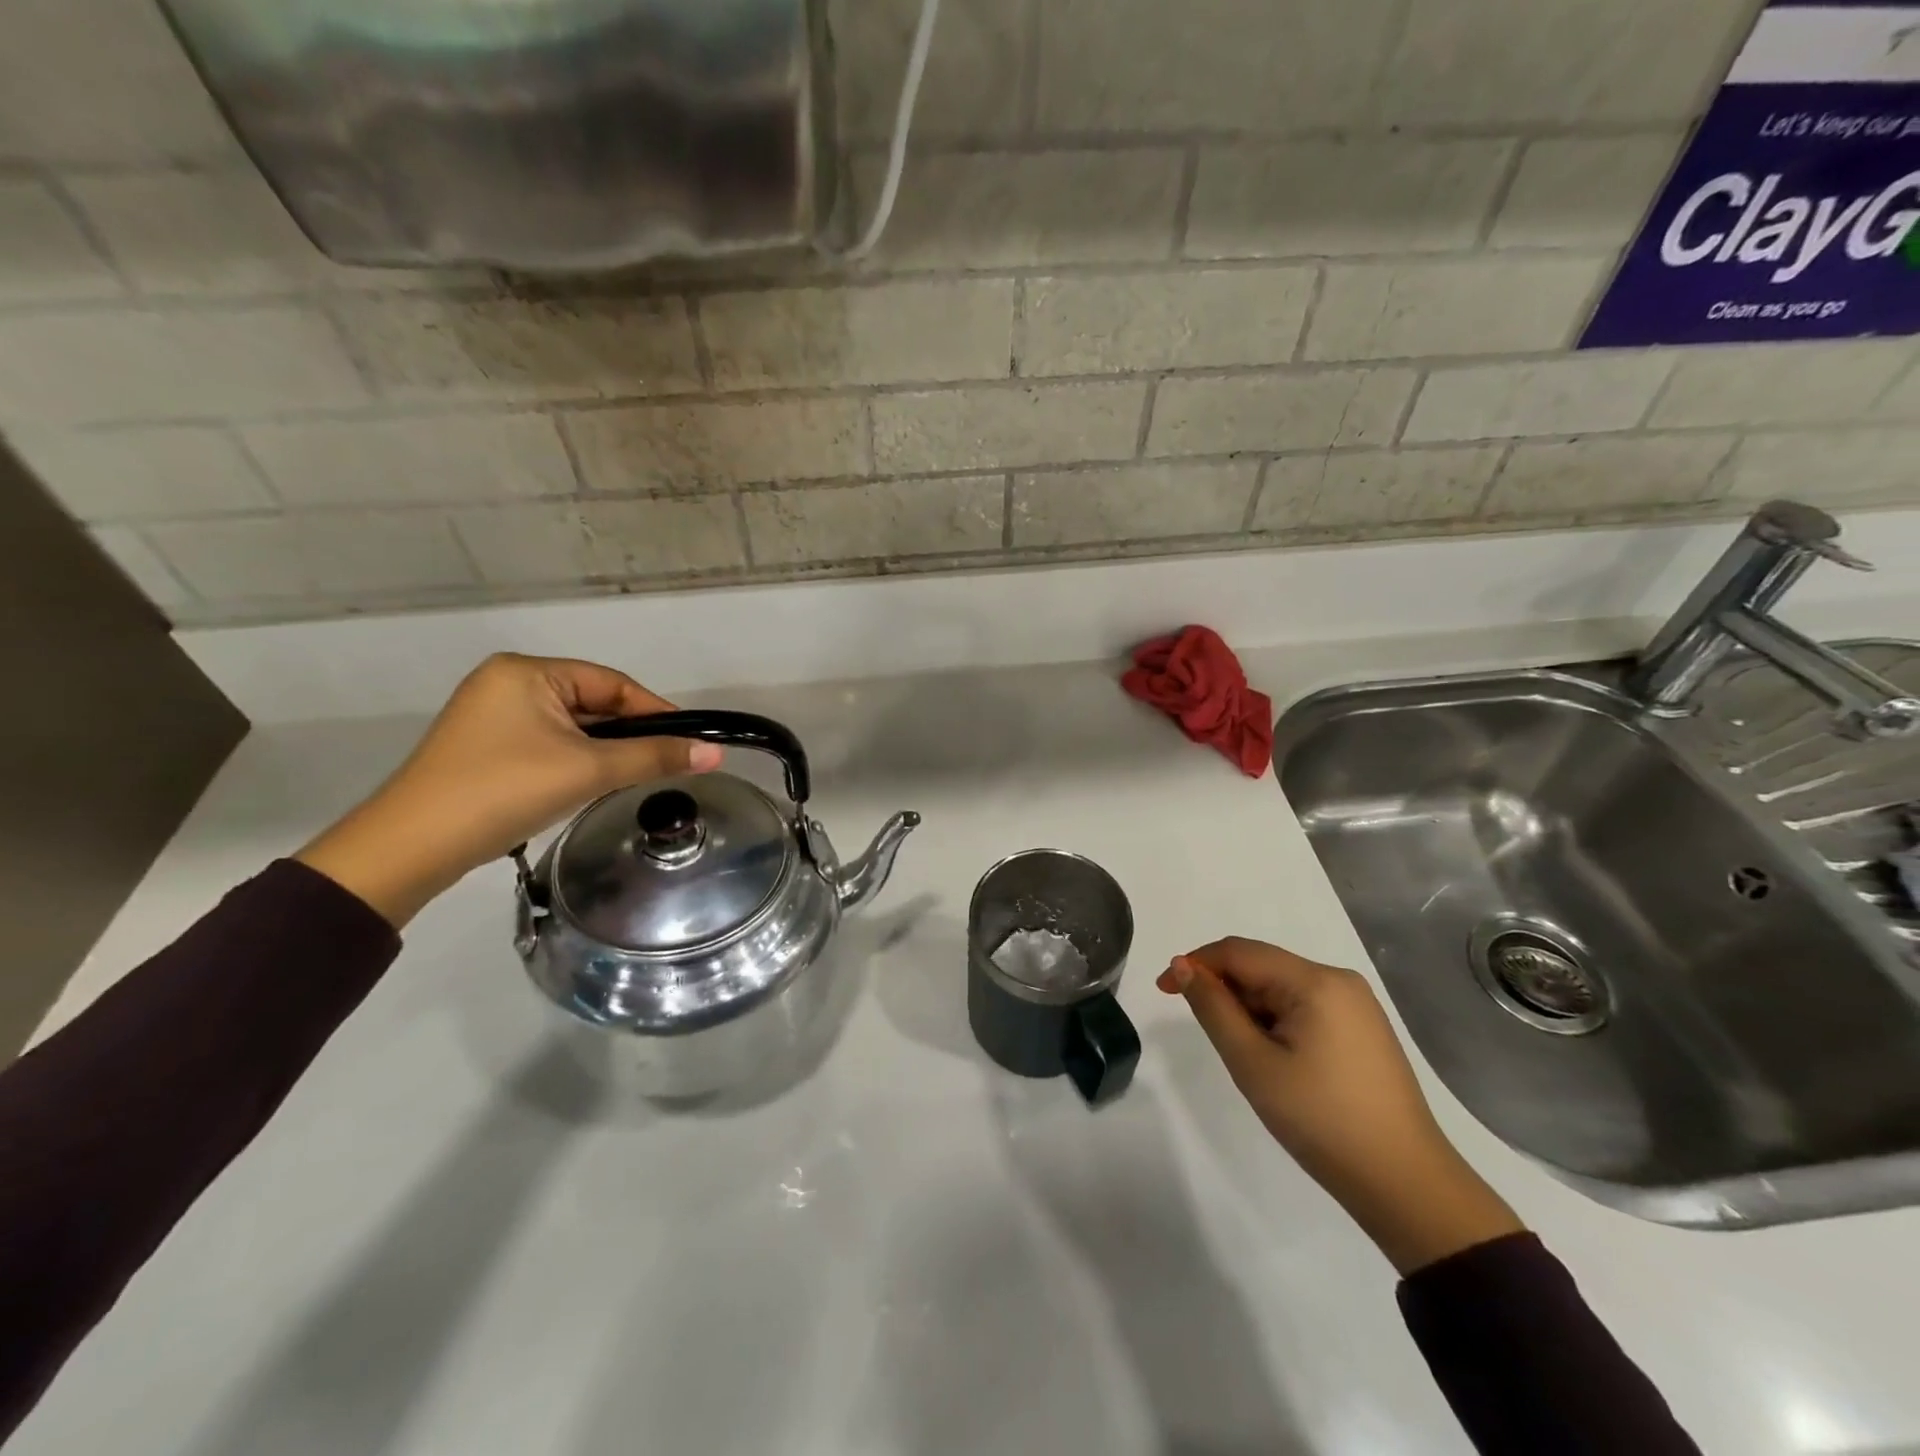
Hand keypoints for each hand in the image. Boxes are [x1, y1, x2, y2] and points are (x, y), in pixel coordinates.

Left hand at [298, 654, 719, 926]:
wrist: (411, 847)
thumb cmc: (504, 790)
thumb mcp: (589, 770)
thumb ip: (654, 757)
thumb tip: (715, 753)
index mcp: (527, 672)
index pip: (612, 683)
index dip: (656, 711)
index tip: (691, 741)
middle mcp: (507, 683)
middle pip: (592, 704)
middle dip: (629, 734)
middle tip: (666, 764)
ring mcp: (491, 716)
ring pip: (572, 727)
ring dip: (605, 751)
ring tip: (634, 777)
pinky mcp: (484, 748)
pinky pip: (548, 744)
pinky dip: (576, 761)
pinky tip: (591, 784)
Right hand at [1158, 938, 1522, 1273]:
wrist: (1405, 1185)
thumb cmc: (1321, 1120)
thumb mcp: (1253, 1063)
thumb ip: (1213, 1008)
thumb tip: (1182, 966)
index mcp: (1315, 980)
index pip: (1239, 952)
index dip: (1195, 964)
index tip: (1163, 992)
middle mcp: (1338, 980)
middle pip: (1261, 967)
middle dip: (1225, 991)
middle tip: (1210, 1038)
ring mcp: (1356, 1005)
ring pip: (1281, 989)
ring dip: (1250, 1010)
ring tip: (1248, 1059)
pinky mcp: (1363, 1030)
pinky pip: (1304, 1007)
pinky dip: (1276, 1022)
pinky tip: (1276, 1061)